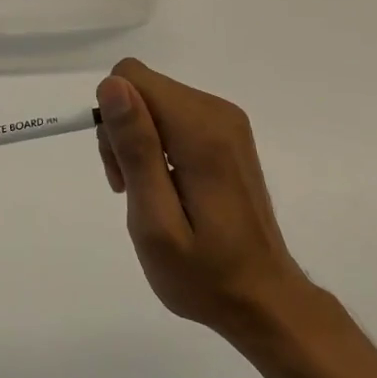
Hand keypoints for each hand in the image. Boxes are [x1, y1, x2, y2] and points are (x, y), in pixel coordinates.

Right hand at [96, 59, 313, 341]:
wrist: (264, 300)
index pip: (132, 78)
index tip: (121, 171)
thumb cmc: (204, 274)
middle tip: (131, 189)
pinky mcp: (227, 134)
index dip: (113, 120)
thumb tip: (112, 85)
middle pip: (143, 88)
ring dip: (139, 143)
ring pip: (154, 101)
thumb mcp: (155, 221)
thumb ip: (135, 148)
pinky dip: (158, 147)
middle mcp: (217, 112)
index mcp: (201, 131)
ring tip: (149, 196)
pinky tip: (168, 189)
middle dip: (123, 133)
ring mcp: (227, 122)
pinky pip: (173, 117)